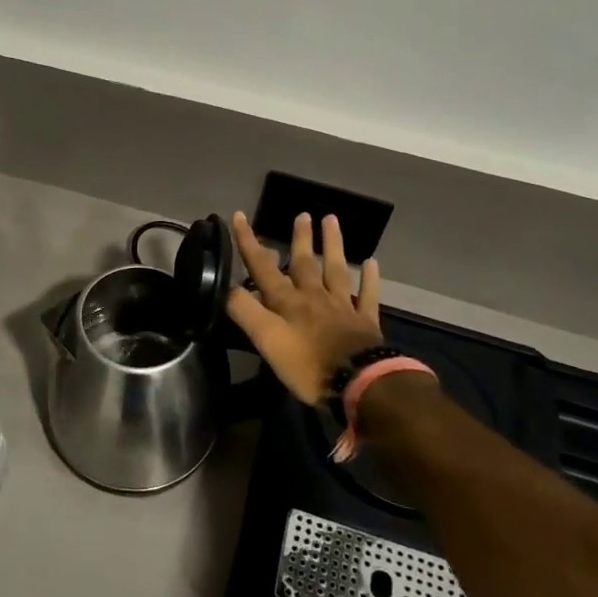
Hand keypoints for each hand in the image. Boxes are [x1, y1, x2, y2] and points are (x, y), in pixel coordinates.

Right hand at [226, 212, 382, 405]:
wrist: (359, 382)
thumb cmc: (307, 365)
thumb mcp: (267, 340)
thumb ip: (245, 312)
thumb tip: (226, 287)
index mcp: (287, 302)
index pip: (263, 267)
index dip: (249, 242)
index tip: (239, 216)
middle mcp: (313, 297)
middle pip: (305, 263)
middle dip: (300, 239)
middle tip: (302, 214)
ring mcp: (342, 307)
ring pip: (335, 270)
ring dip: (332, 245)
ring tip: (331, 219)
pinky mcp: (365, 322)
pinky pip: (367, 295)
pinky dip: (369, 278)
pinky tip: (371, 262)